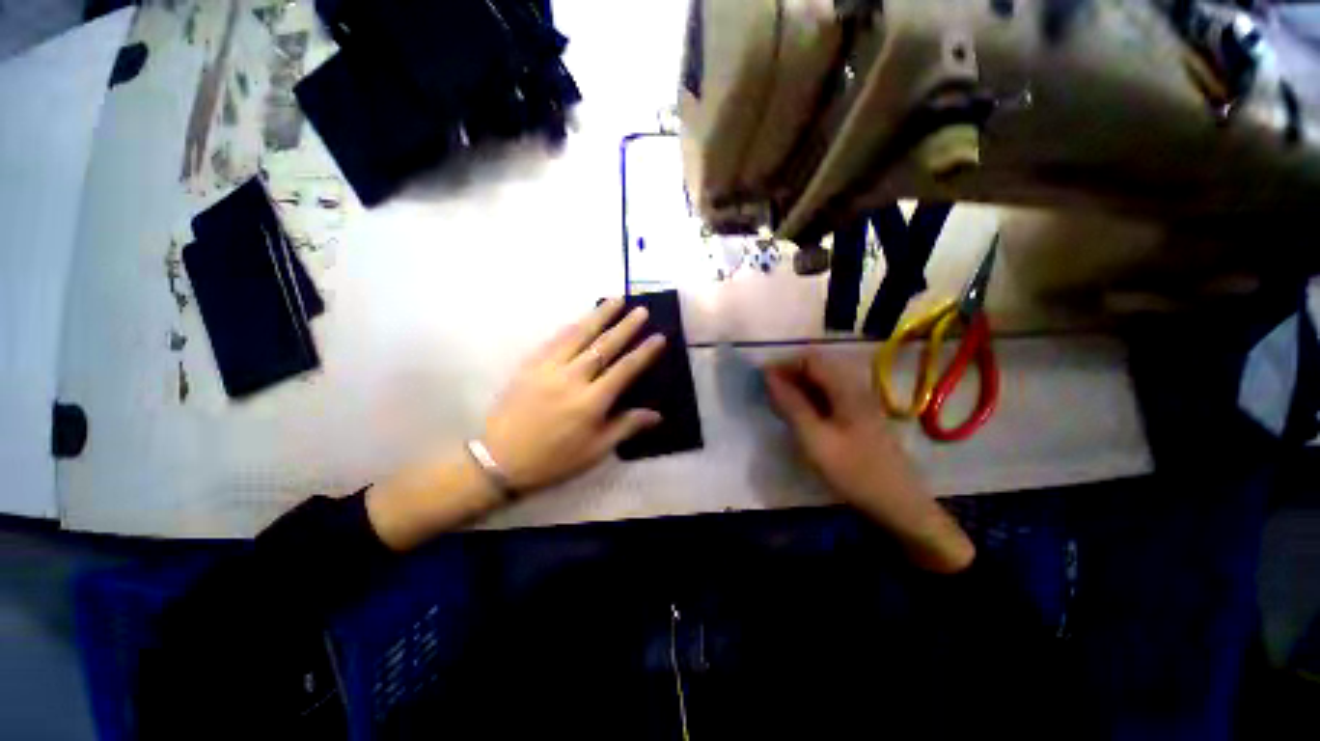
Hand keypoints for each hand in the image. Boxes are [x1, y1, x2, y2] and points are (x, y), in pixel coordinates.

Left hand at [482, 298, 665, 492]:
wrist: (500, 460)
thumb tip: (657, 415)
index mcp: (591, 402)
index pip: (624, 370)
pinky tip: (582, 318)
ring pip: (578, 335)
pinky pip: (554, 340)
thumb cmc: (554, 459)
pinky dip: (572, 326)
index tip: (659, 336)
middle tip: (641, 309)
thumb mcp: (595, 451)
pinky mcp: (530, 365)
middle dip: (625, 326)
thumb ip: (626, 427)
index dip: (643, 352)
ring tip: (615, 300)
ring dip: (599, 315)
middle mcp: (572, 379)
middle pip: (603, 346)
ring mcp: (548, 368)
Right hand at [764, 350, 974, 572]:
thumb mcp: (814, 438)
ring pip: (821, 385)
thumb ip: (791, 404)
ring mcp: (858, 404)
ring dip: (797, 390)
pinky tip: (799, 418)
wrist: (897, 504)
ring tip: (778, 406)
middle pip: (817, 369)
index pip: (810, 359)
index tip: (762, 379)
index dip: (784, 364)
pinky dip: (809, 402)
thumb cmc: (853, 470)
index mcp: (846, 388)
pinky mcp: (857, 419)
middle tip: (768, 395)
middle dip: (789, 376)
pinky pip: (828, 399)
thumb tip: (769, 376)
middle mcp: (854, 389)